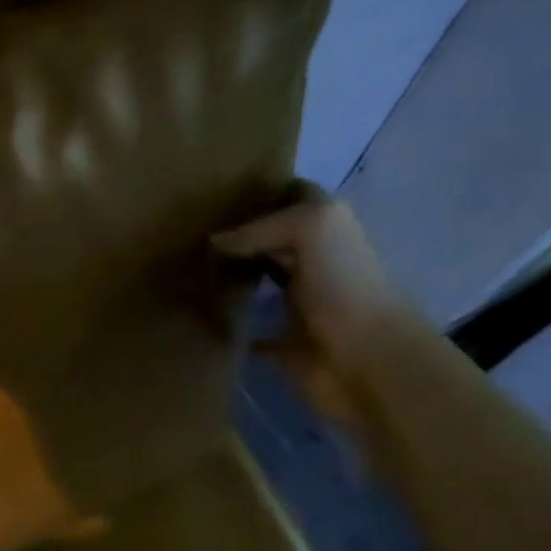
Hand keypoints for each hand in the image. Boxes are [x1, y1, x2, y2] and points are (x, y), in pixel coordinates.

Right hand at [211, 182, 422, 428]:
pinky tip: (200, 312)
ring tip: (186, 265)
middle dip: (237, 233)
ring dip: (229, 275)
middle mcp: (313, 259)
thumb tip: (215, 242)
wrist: (364, 360)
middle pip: (270, 238)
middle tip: (189, 229)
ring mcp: (298, 301)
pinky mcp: (283, 340)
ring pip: (257, 280)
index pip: (292, 196)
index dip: (262, 190)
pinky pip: (251, 328)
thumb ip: (263, 227)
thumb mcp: (312, 229)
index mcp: (326, 228)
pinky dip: (230, 323)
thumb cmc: (344, 286)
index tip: (216, 190)